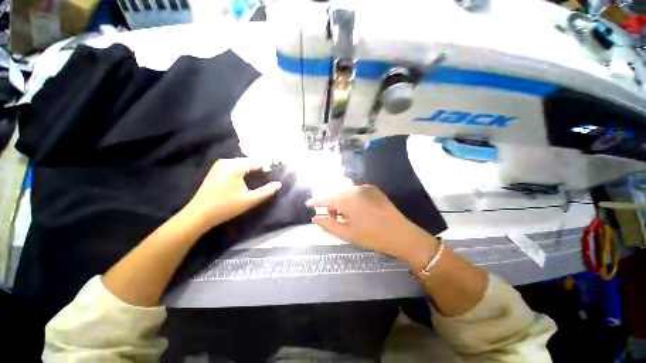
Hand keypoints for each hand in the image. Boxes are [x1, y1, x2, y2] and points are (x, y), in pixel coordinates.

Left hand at [184, 158, 281, 229]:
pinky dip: (242, 171)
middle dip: (259, 168)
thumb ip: (267, 191)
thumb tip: (279, 184)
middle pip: (249, 161)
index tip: (272, 178)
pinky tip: (245, 180)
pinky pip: (234, 166)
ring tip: (258, 179)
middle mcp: (227, 161)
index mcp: (235, 166)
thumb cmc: (226, 207)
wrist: (199, 214)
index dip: (266, 169)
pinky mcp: (216, 169)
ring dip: (251, 170)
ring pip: (242, 163)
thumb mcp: (250, 200)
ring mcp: (219, 164)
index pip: (257, 163)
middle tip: (266, 179)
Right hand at [306, 185, 438, 267]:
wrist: (400, 234)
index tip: (308, 204)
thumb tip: (315, 219)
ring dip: (342, 202)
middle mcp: (354, 190)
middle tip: (336, 219)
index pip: (326, 199)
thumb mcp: (347, 234)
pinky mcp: (373, 189)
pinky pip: (356, 191)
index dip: (315, 202)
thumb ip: (328, 225)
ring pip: (346, 192)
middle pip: (336, 195)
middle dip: (332, 206)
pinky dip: (352, 198)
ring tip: (348, 215)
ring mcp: (365, 187)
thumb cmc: (372, 236)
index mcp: (347, 201)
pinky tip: (358, 208)